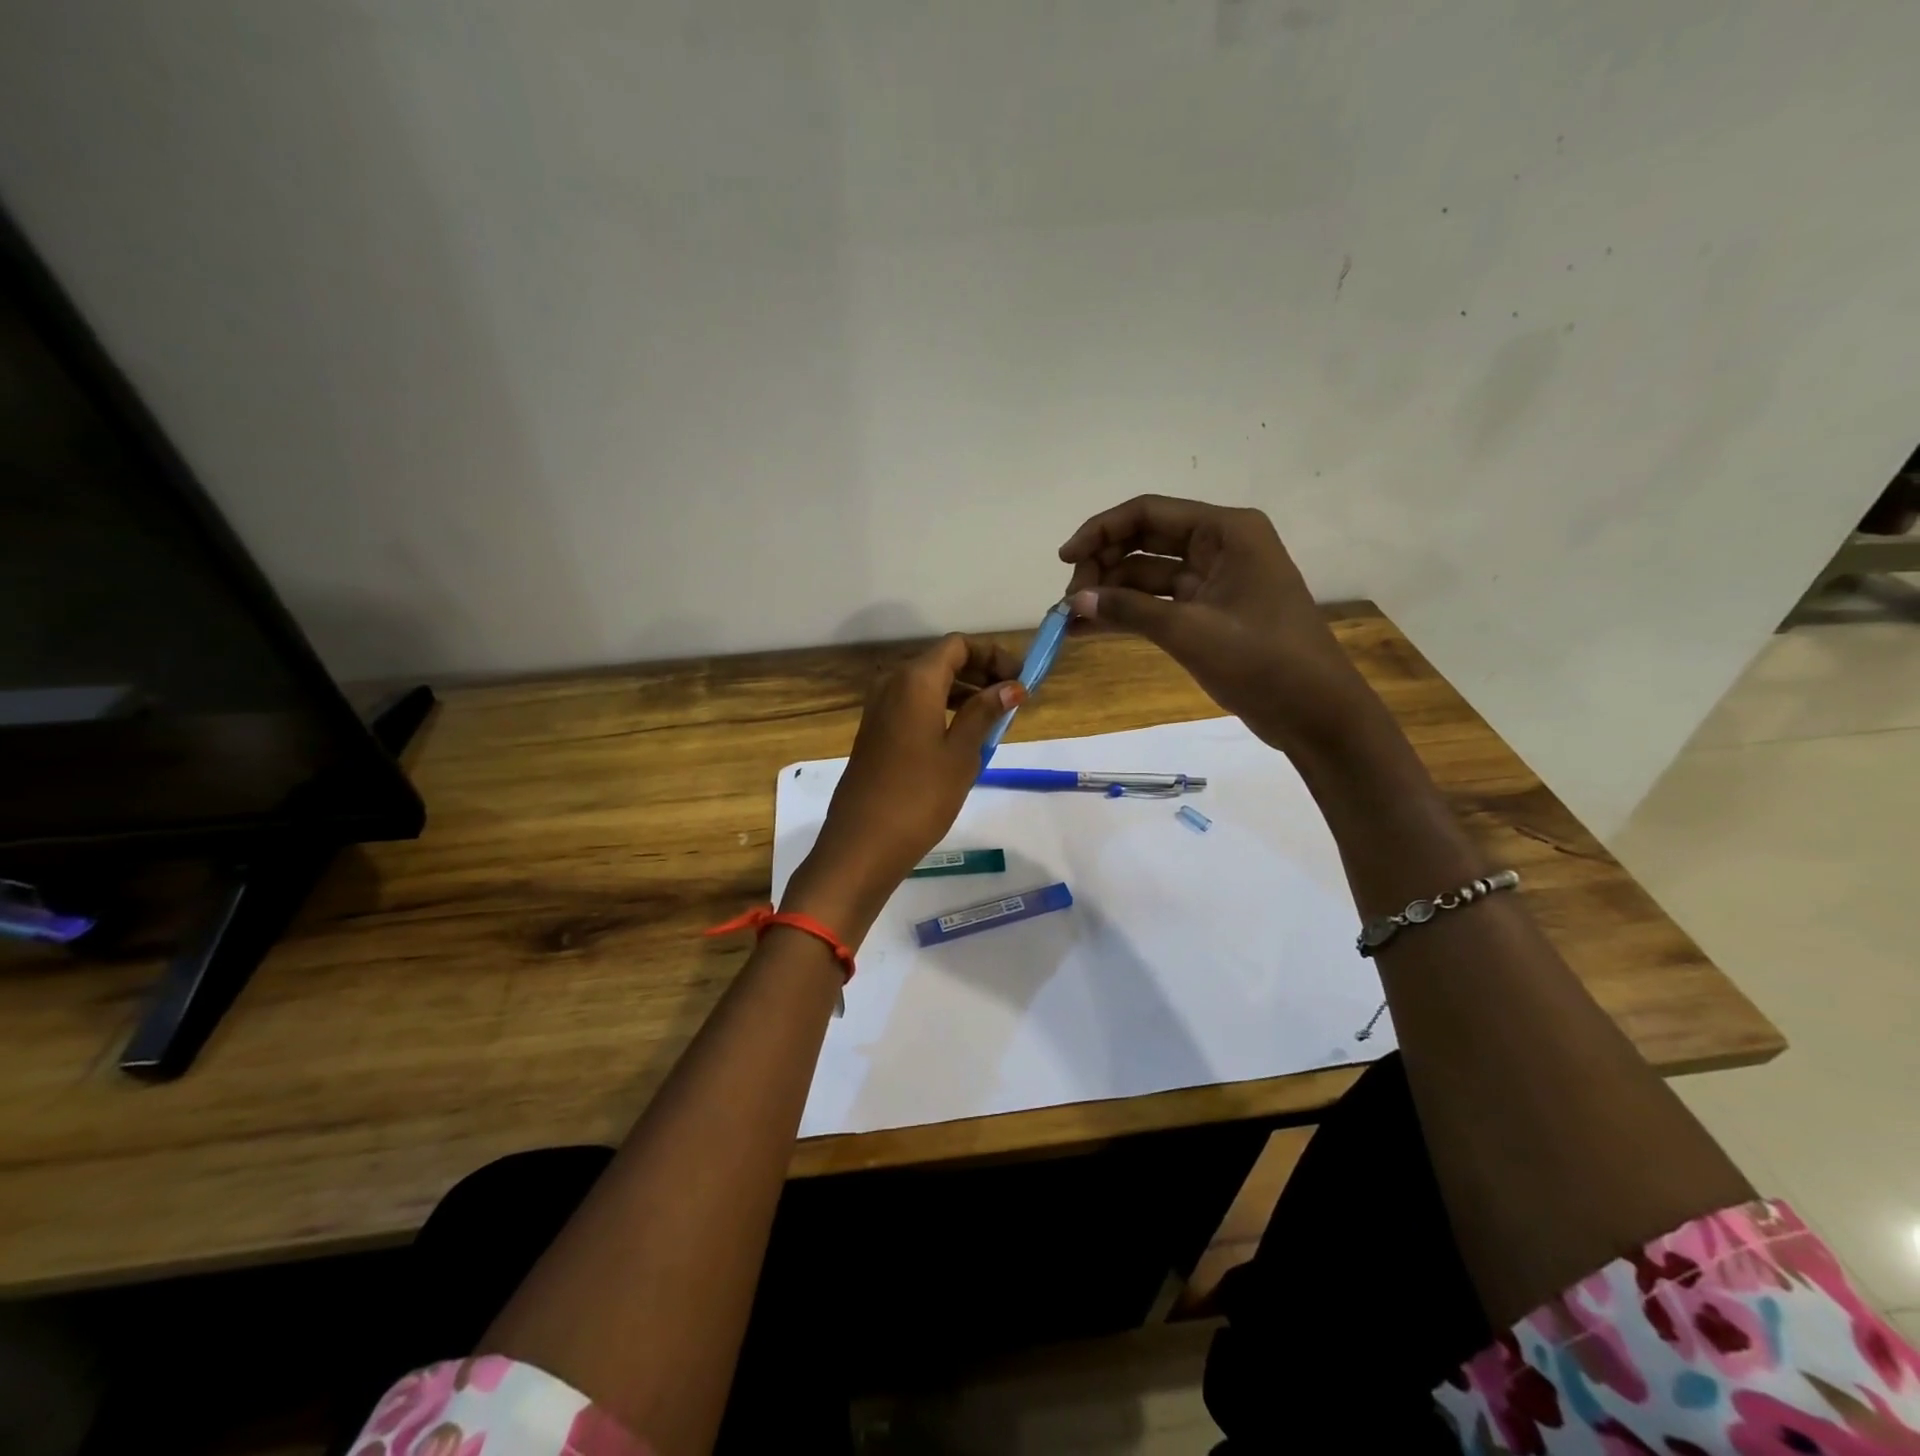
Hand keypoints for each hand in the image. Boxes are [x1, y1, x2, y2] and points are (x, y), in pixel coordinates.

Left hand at [781, 635, 1024, 943]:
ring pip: (927, 684)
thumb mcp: (962, 753)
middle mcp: (892, 683)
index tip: (1020, 680)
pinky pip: (913, 705)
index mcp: (914, 680)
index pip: (958, 646)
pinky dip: (941, 709)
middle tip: (1013, 699)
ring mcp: (878, 708)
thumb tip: (1011, 687)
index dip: (993, 655)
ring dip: (962, 692)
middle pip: (941, 661)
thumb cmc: (920, 796)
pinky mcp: (875, 731)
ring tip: (994, 719)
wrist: (863, 843)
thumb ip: (985, 713)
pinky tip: (963, 735)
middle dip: (980, 673)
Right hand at [1059, 495, 1376, 756]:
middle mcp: (1219, 546)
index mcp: (1226, 531)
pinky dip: (1126, 614)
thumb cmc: (1263, 662)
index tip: (1064, 560)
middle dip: (1103, 565)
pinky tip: (1089, 628)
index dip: (1100, 531)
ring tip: (1070, 619)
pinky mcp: (1208, 614)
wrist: (1315, 714)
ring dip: (1109, 593)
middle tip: (1069, 601)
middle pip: (1144, 541)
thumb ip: (1130, 610)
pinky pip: (1157, 605)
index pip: (1149, 514)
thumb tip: (1075, 601)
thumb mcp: (1191, 631)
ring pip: (1147, 576)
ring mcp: (1213, 582)